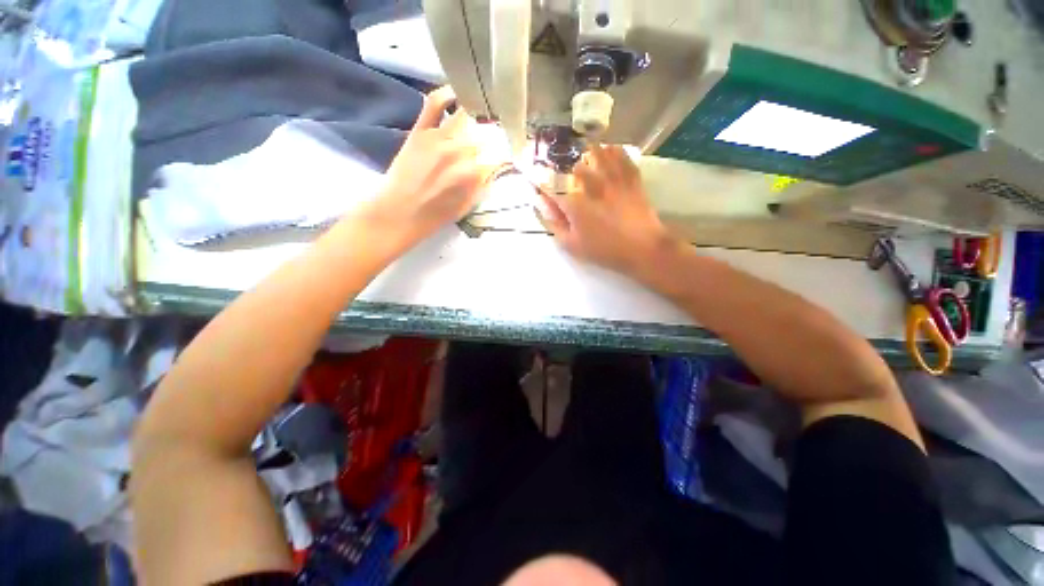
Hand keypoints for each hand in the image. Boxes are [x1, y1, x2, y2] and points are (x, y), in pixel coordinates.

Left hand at [345, 86, 500, 249]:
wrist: (399, 213)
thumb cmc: (435, 216)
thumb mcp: (467, 207)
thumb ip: (482, 186)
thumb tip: (494, 169)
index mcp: (473, 174)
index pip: (499, 156)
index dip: (506, 157)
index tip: (507, 158)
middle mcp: (459, 152)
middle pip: (486, 133)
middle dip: (494, 136)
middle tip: (496, 138)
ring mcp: (438, 138)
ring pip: (466, 115)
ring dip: (478, 114)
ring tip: (483, 114)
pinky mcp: (421, 130)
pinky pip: (435, 103)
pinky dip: (447, 94)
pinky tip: (457, 94)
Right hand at [537, 144, 674, 275]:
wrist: (642, 248)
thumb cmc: (604, 250)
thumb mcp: (572, 245)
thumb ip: (555, 224)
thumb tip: (543, 207)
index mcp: (575, 204)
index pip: (552, 188)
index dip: (542, 183)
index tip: (535, 179)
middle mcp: (592, 186)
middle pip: (576, 168)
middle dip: (568, 168)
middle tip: (566, 169)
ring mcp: (614, 180)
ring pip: (599, 156)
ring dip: (590, 153)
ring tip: (586, 152)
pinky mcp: (631, 180)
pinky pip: (622, 158)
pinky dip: (615, 151)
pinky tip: (611, 150)